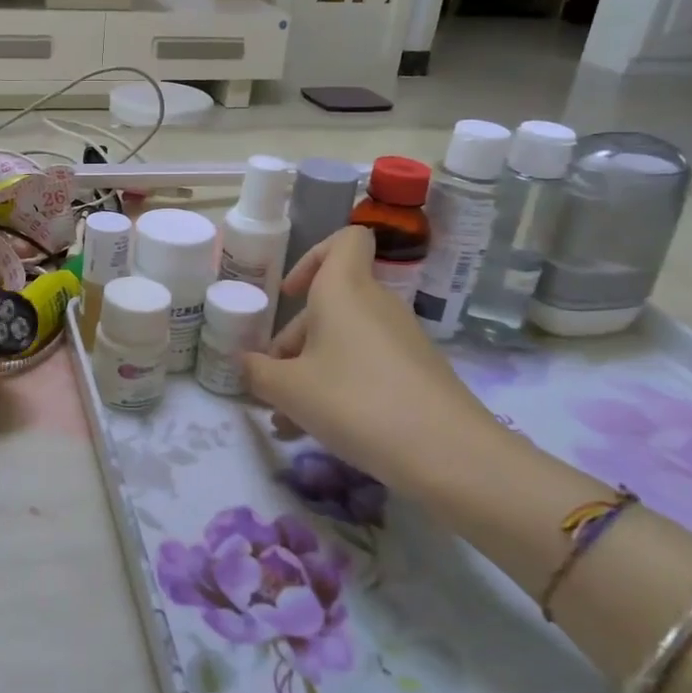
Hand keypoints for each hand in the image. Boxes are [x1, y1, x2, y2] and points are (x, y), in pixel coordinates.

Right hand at [243, 226, 495, 490]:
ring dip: (311, 370)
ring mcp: (401, 338)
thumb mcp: (289, 390)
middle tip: (272, 383)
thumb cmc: (355, 401)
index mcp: (345, 290)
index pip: (345, 240)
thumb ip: (257, 372)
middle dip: (295, 340)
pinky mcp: (416, 371)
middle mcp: (376, 304)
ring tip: (287, 419)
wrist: (447, 453)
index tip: (290, 295)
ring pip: (344, 340)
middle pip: (330, 304)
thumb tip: (244, 362)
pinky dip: (340, 385)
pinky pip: (366, 364)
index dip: (313, 256)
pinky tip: (319, 429)